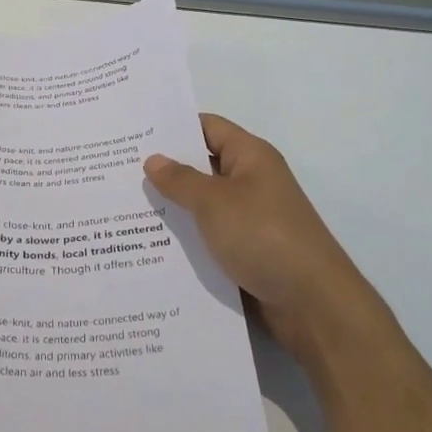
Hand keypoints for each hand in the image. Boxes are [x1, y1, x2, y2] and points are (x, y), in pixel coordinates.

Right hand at [144, 115, 370, 357]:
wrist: (313, 304)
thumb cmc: (264, 237)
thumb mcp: (214, 203)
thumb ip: (180, 180)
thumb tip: (153, 159)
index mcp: (250, 156)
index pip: (207, 127)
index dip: (172, 127)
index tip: (133, 133)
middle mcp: (251, 181)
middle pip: (202, 165)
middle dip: (164, 169)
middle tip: (118, 170)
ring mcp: (250, 218)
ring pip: (202, 204)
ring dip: (172, 207)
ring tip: (124, 206)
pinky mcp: (247, 251)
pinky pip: (209, 235)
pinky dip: (185, 237)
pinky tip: (150, 244)